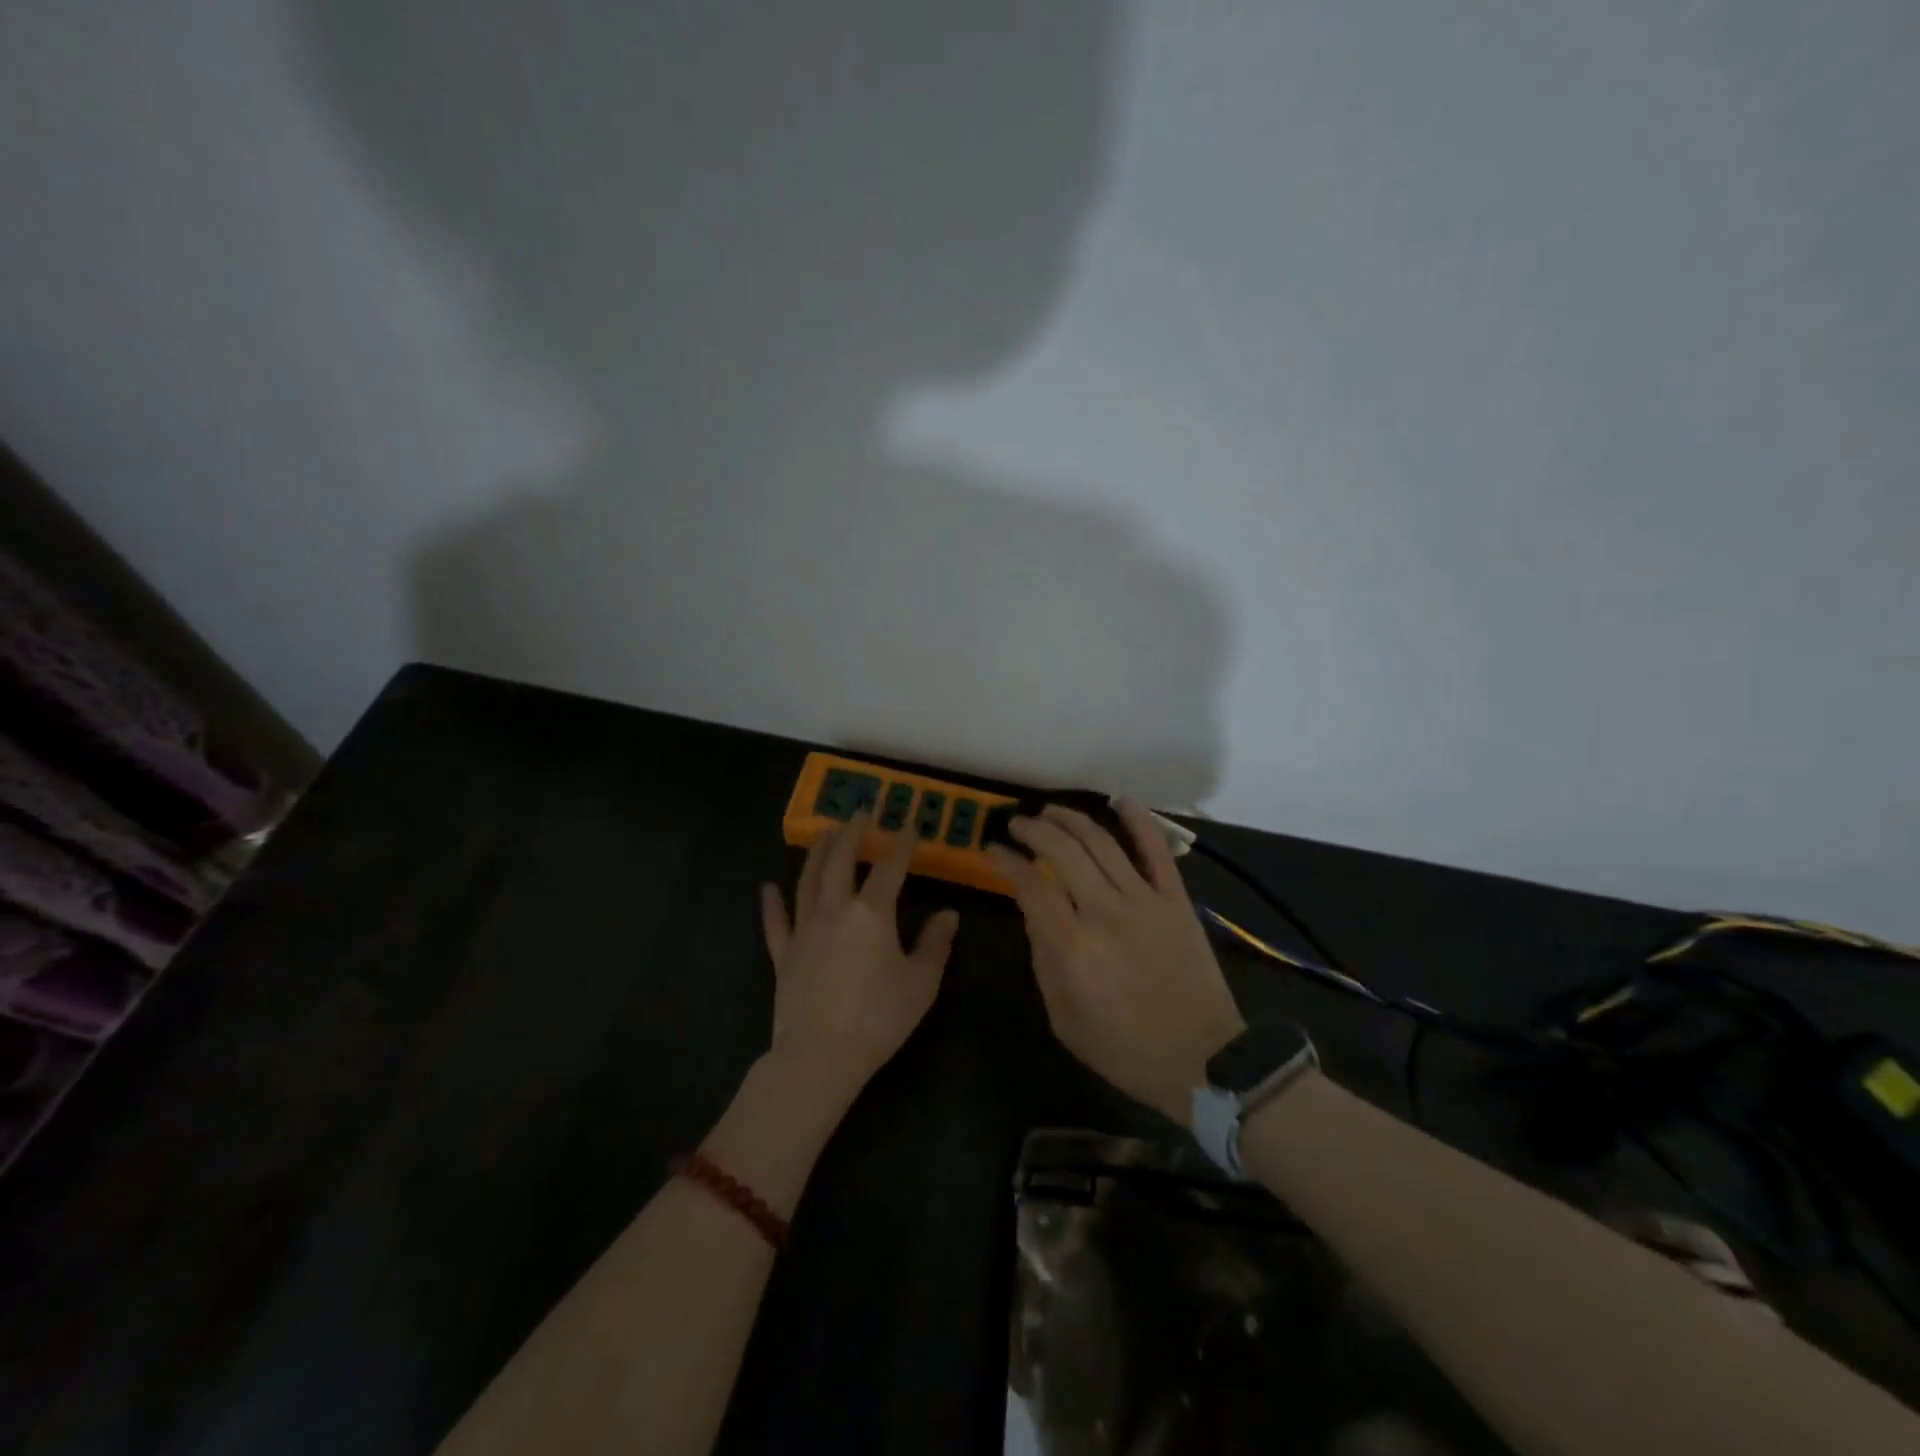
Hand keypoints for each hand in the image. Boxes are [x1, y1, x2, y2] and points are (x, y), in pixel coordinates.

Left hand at [759, 812, 959, 1112]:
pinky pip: (776, 923)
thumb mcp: (921, 983)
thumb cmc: (878, 1018)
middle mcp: (835, 910)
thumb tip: (948, 915)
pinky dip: (771, 904)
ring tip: (824, 833)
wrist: (819, 1056)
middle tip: (859, 813)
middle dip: (852, 834)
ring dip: (817, 854)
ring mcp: (804, 930)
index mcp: (872, 913)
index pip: (891, 868)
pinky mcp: (783, 954)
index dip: (902, 843)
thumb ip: (935, 944)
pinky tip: (766, 888)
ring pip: (808, 881)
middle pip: (841, 861)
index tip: (909, 822)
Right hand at [988, 801, 1243, 1126]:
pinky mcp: (1176, 901)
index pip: (1031, 885)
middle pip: (1063, 852)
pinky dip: (1139, 821)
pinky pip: (1157, 851)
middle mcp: (1106, 912)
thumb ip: (1044, 961)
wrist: (1205, 1061)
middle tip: (1017, 824)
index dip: (1007, 861)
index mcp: (1074, 947)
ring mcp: (1145, 901)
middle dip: (1034, 830)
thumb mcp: (1065, 1019)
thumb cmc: (1126, 1050)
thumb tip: (1035, 914)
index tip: (993, 849)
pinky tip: (1119, 800)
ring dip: (1072, 819)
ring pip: (1102, 843)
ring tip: (1050, 810)